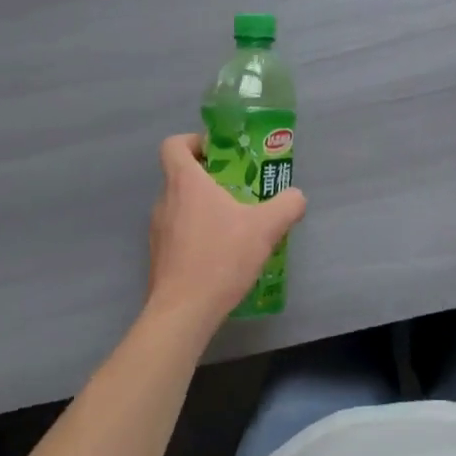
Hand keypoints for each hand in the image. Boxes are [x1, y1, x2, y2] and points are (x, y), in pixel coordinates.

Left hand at [146, 134, 305, 335]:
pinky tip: (222, 254)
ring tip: (235, 224)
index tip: (218, 153)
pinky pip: (178, 233)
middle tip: (239, 189)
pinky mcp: (159, 257)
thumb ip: (287, 206)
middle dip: (209, 177)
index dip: (194, 142)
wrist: (183, 313)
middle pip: (180, 175)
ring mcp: (158, 230)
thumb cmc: (220, 258)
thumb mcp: (266, 228)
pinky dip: (197, 234)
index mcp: (185, 182)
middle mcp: (165, 200)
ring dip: (204, 208)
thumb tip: (296, 197)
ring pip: (180, 205)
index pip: (174, 145)